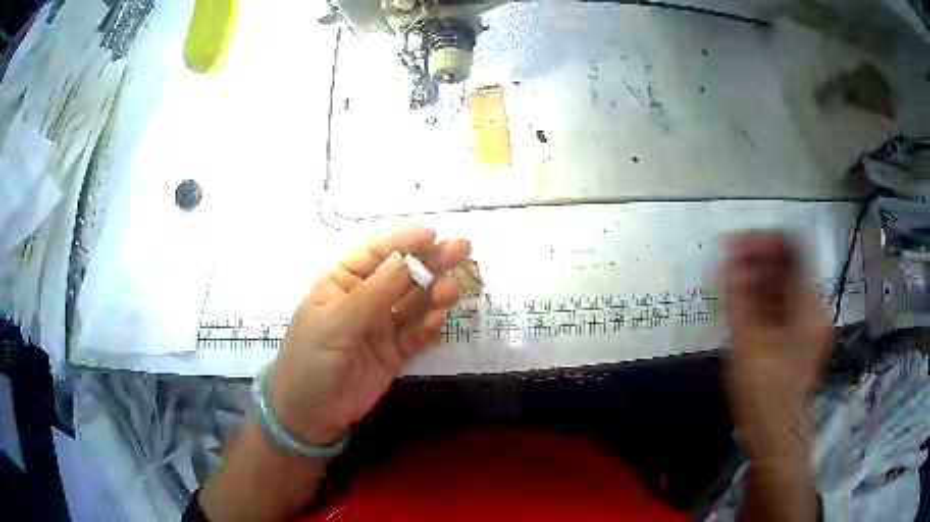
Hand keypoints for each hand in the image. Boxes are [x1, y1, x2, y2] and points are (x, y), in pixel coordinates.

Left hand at [269, 225, 469, 444]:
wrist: (309, 414)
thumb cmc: (310, 360)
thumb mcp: (335, 323)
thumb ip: (373, 293)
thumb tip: (405, 258)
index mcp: (342, 281)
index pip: (375, 251)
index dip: (403, 240)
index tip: (432, 234)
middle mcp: (365, 297)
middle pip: (402, 273)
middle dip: (430, 261)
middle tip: (462, 249)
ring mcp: (381, 325)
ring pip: (414, 302)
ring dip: (434, 292)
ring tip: (453, 288)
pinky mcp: (394, 352)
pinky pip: (416, 334)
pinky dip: (429, 326)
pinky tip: (438, 320)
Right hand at [724, 232, 827, 521]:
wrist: (776, 434)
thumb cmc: (763, 390)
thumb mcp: (746, 339)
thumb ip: (739, 291)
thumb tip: (729, 248)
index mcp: (808, 302)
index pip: (792, 246)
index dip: (763, 238)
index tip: (735, 242)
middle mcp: (814, 305)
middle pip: (789, 265)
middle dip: (757, 259)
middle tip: (728, 264)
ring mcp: (810, 321)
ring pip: (785, 284)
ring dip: (758, 278)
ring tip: (731, 284)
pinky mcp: (802, 335)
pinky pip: (784, 303)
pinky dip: (764, 298)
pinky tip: (744, 306)